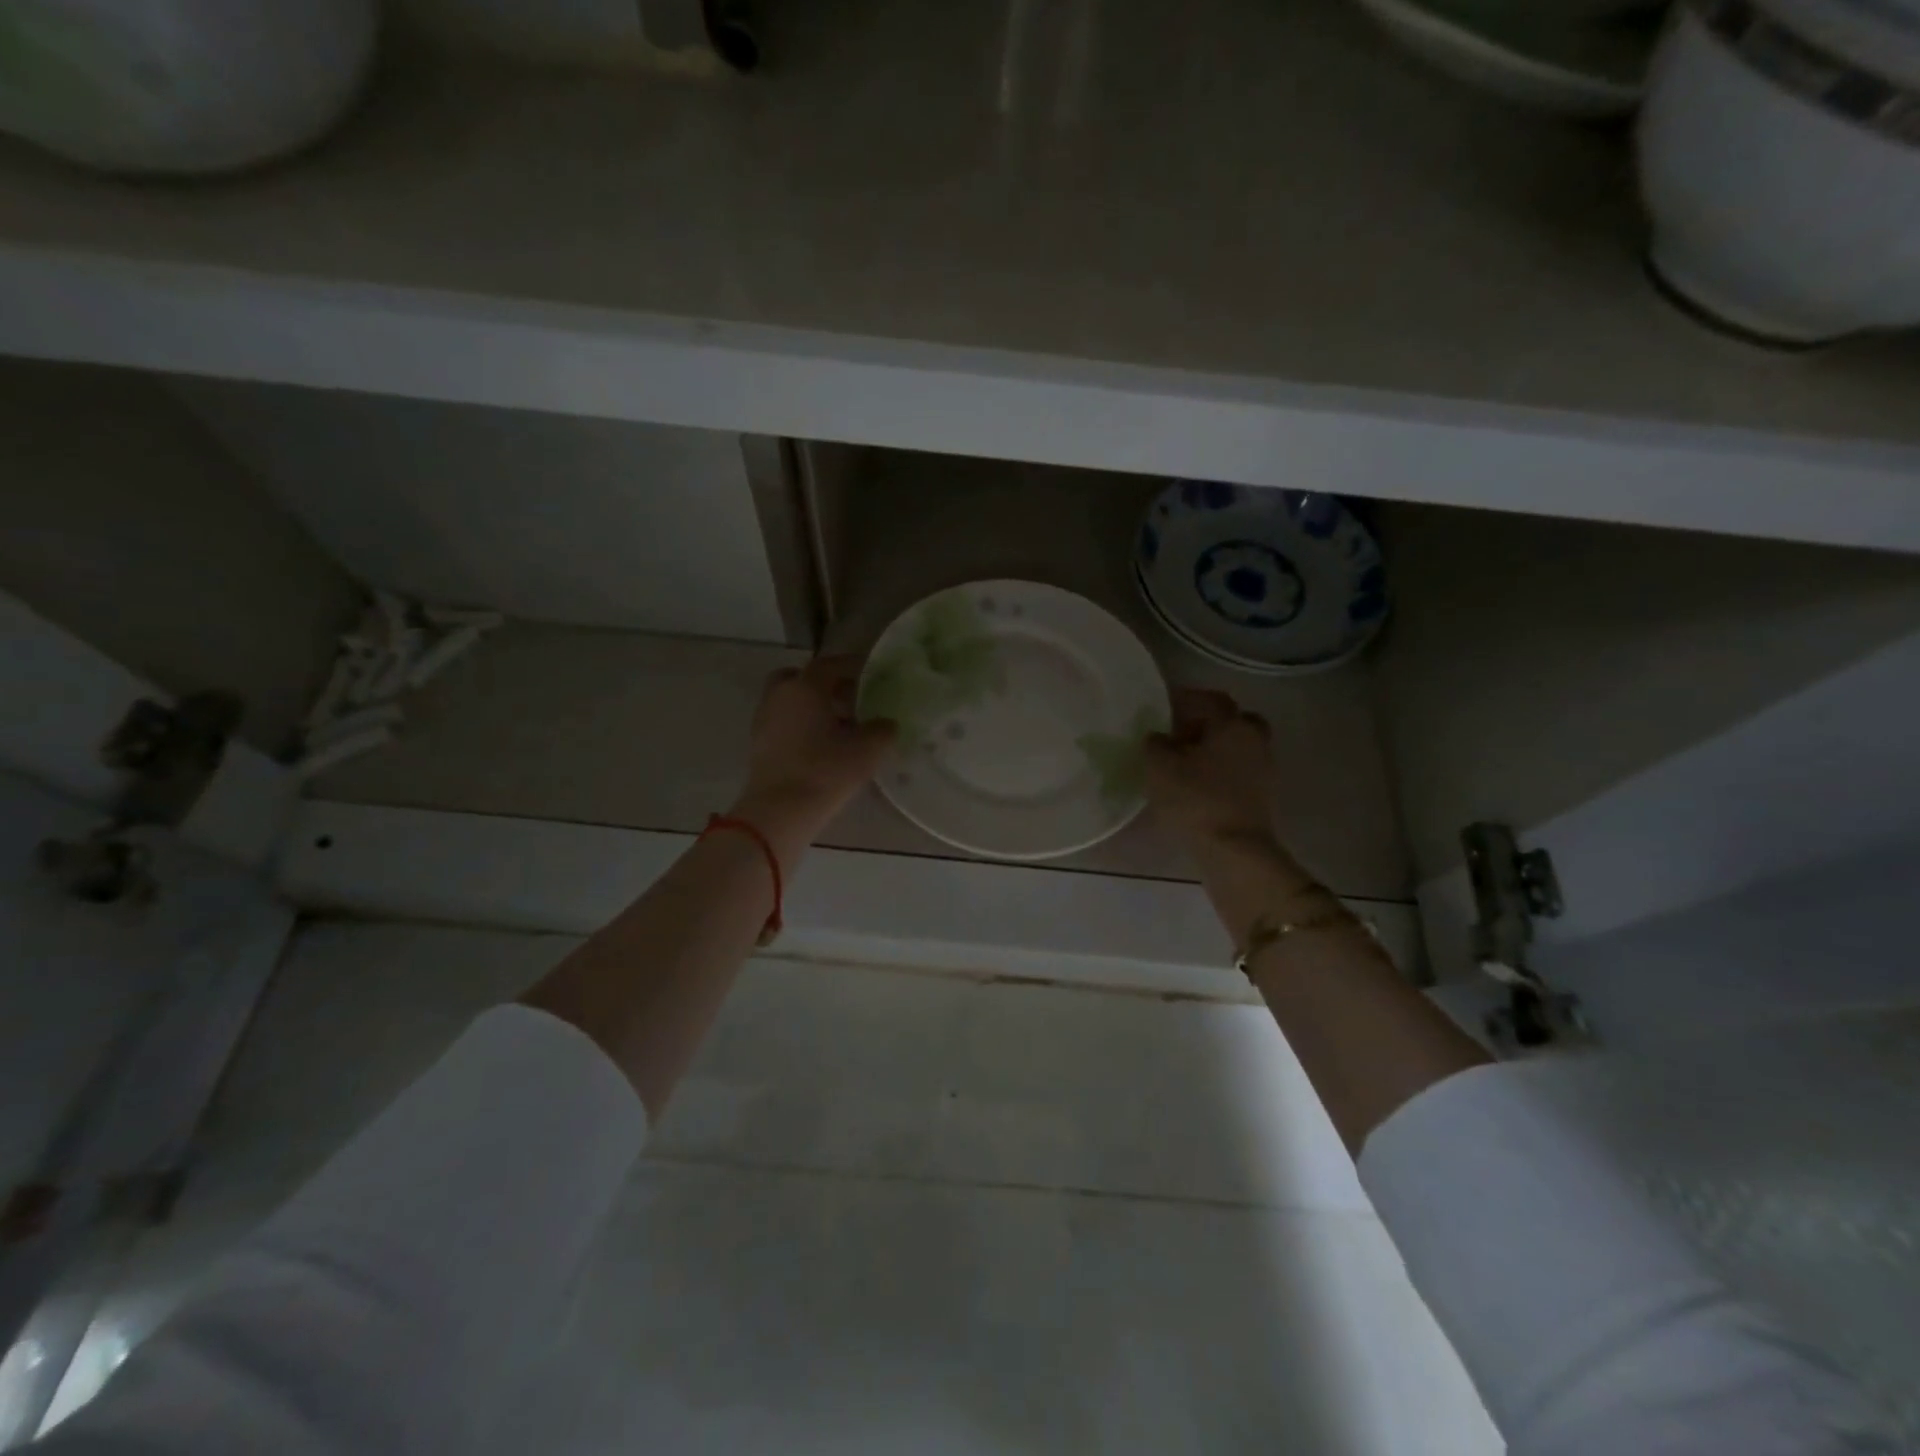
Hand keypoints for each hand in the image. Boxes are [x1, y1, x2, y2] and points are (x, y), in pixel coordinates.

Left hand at [732, 655, 895, 847]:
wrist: (779, 811)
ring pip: (790, 700)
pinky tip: (819, 746)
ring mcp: (764, 719)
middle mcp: (780, 695)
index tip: (871, 674)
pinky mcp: (758, 744)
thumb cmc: (825, 772)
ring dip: (811, 706)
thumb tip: (886, 723)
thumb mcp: (867, 750)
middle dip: (825, 684)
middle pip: (802, 677)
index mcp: (806, 687)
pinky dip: (800, 725)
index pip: (831, 664)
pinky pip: (783, 722)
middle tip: (848, 700)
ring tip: (837, 727)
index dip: (853, 666)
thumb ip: (882, 730)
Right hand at [1144, 689, 1277, 847]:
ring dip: (1215, 748)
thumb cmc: (1196, 800)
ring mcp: (1264, 768)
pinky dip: (1221, 770)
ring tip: (1185, 762)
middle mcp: (1254, 740)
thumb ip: (1156, 744)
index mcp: (1232, 725)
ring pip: (1238, 746)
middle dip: (1208, 722)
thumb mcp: (1159, 768)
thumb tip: (1159, 737)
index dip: (1187, 698)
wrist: (1234, 850)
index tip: (1165, 705)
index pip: (1210, 699)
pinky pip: (1240, 770)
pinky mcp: (1263, 795)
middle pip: (1233, 720)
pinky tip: (1199, 783)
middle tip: (1181, 733)